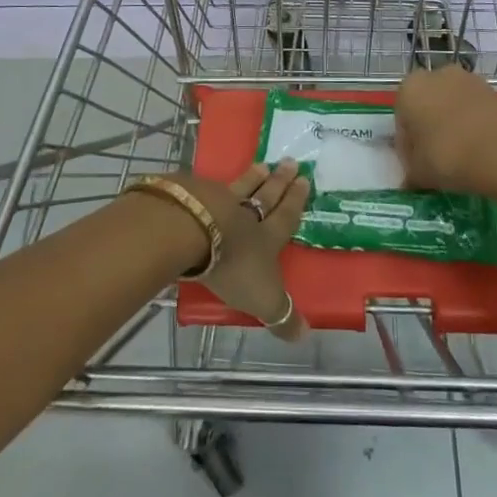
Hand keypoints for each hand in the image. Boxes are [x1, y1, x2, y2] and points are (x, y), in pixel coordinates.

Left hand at [177, 160, 310, 341]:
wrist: (192, 232)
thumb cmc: (233, 266)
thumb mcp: (262, 298)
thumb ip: (281, 315)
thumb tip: (304, 335)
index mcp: (267, 237)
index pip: (286, 217)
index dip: (295, 201)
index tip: (304, 181)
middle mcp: (246, 215)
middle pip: (267, 196)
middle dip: (280, 182)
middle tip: (291, 161)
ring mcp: (219, 201)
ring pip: (240, 187)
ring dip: (252, 177)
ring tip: (262, 165)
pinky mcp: (193, 195)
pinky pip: (209, 187)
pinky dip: (215, 185)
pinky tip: (213, 181)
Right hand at [394, 65, 496, 195]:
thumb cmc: (449, 157)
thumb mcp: (419, 173)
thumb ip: (409, 172)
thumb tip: (409, 179)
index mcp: (409, 88)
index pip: (401, 118)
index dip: (407, 144)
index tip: (416, 165)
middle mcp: (435, 75)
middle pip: (426, 105)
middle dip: (429, 127)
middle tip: (436, 158)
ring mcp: (467, 79)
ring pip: (450, 104)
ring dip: (451, 123)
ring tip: (461, 154)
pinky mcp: (492, 89)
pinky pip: (473, 108)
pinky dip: (472, 123)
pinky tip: (479, 148)